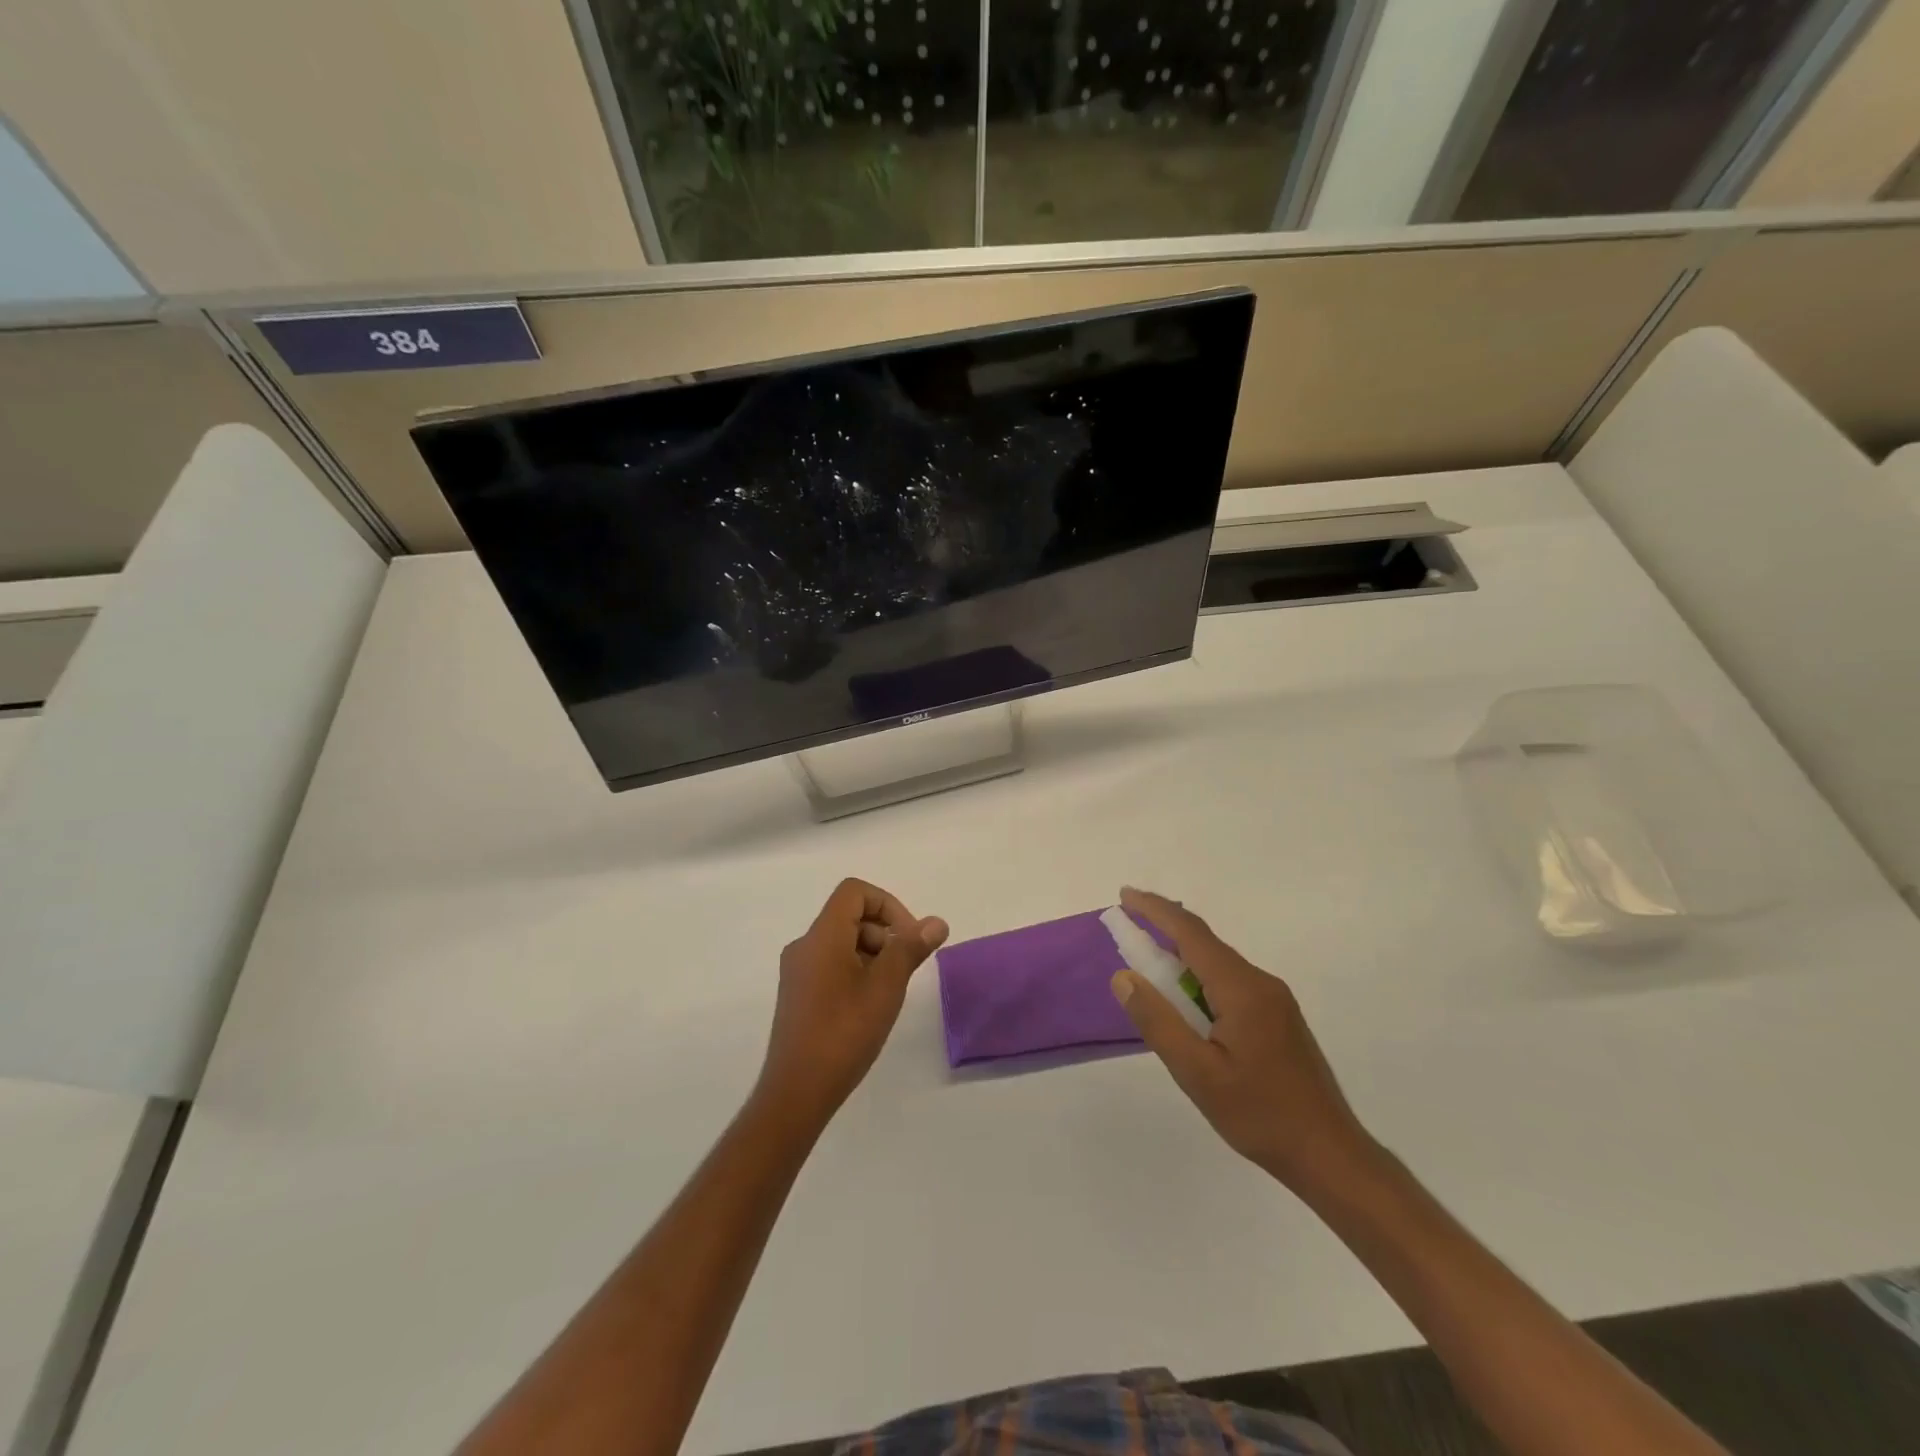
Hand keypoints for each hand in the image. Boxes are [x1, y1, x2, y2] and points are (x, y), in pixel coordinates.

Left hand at [755, 878, 947, 1129]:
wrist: (796, 1092)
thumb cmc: (844, 1032)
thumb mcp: (886, 987)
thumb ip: (910, 949)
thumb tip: (936, 923)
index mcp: (822, 936)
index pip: (854, 892)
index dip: (888, 904)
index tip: (908, 938)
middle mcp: (804, 946)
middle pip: (849, 916)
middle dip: (884, 934)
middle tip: (904, 970)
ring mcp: (797, 972)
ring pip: (841, 943)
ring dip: (872, 955)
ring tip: (888, 993)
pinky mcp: (797, 996)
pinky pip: (830, 965)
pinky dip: (856, 972)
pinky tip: (868, 1008)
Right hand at [1110, 887, 1375, 1196]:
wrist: (1330, 1156)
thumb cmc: (1259, 1115)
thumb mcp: (1196, 1073)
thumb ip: (1158, 1021)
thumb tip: (1123, 976)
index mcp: (1241, 989)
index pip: (1191, 933)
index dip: (1155, 910)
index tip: (1125, 896)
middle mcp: (1261, 983)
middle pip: (1205, 943)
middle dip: (1164, 929)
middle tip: (1127, 931)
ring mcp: (1275, 1000)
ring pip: (1218, 964)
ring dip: (1182, 958)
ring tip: (1149, 969)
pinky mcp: (1279, 1018)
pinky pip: (1231, 982)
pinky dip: (1200, 979)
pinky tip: (1188, 1003)